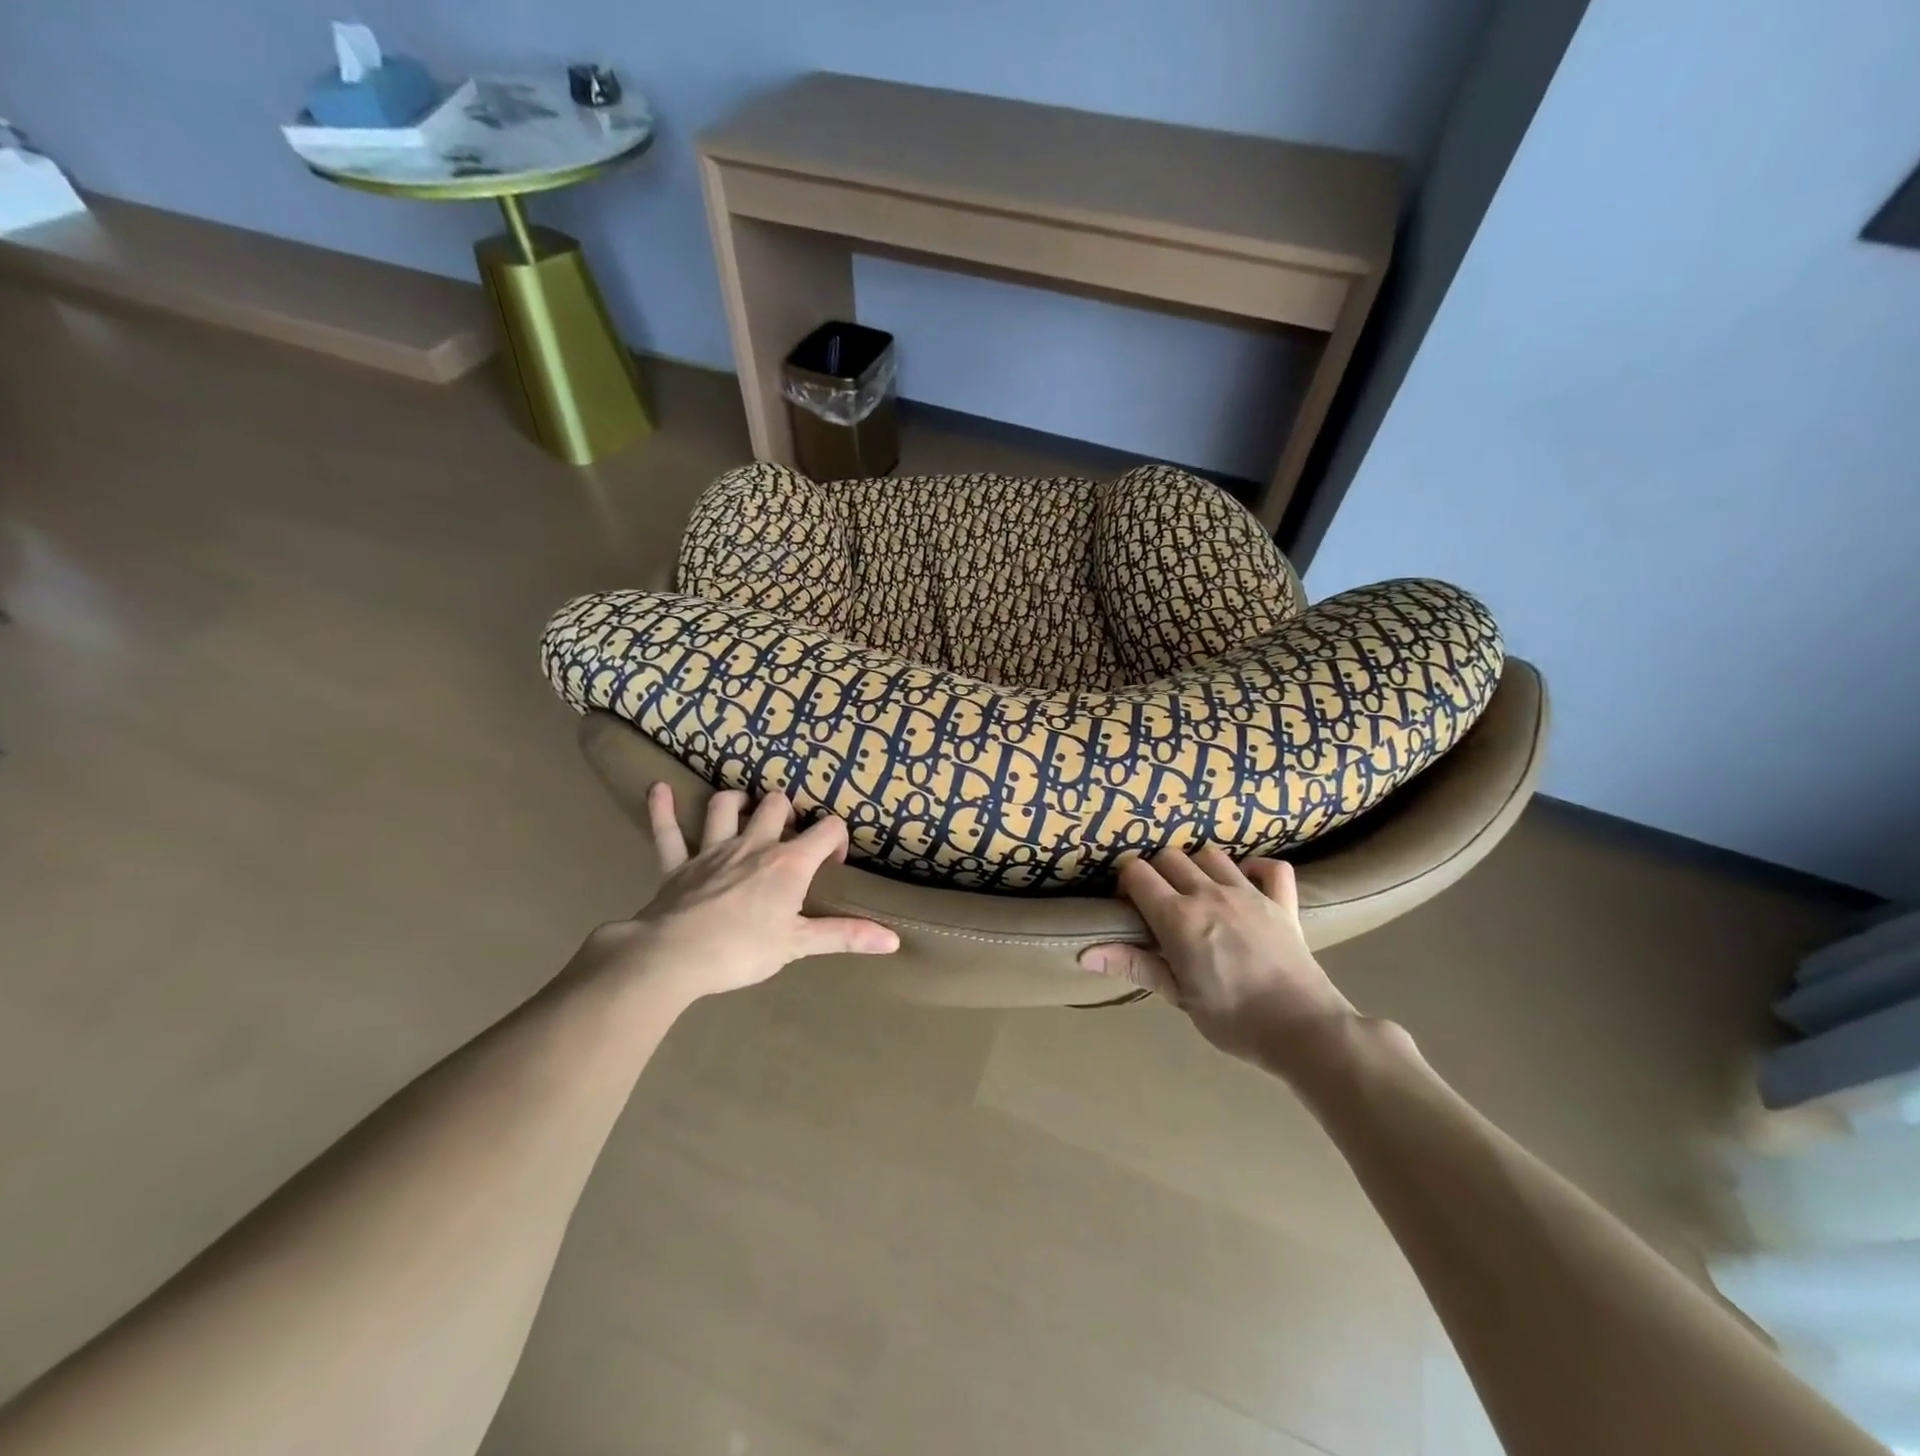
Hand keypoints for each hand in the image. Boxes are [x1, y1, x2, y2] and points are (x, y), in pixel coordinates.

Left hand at [578, 784, 898, 1002]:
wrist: (673, 958)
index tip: (833, 863)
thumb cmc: (742, 950)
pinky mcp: (677, 864)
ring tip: (745, 808)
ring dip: (737, 802)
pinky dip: (663, 809)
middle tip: (789, 836)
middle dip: (787, 812)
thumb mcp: (798, 945)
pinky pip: (667, 831)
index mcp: (788, 863)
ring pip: (725, 806)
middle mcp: (753, 845)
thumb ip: (845, 936)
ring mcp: (712, 849)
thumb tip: (893, 940)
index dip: (836, 839)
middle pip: (775, 805)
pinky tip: (658, 790)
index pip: (827, 830)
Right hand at [1079, 849, 1356, 1070]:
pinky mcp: (1282, 902)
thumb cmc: (1233, 1020)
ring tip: (1198, 893)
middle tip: (1159, 903)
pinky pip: (1271, 867)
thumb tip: (1084, 953)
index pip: (1138, 873)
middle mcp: (1210, 894)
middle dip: (1157, 872)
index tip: (1129, 905)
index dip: (1126, 883)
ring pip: (1212, 855)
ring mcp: (1249, 893)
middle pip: (1170, 857)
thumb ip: (1134, 965)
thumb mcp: (1178, 996)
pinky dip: (1257, 869)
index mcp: (1179, 917)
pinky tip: (1247, 885)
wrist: (1304, 1030)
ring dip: (1198, 867)